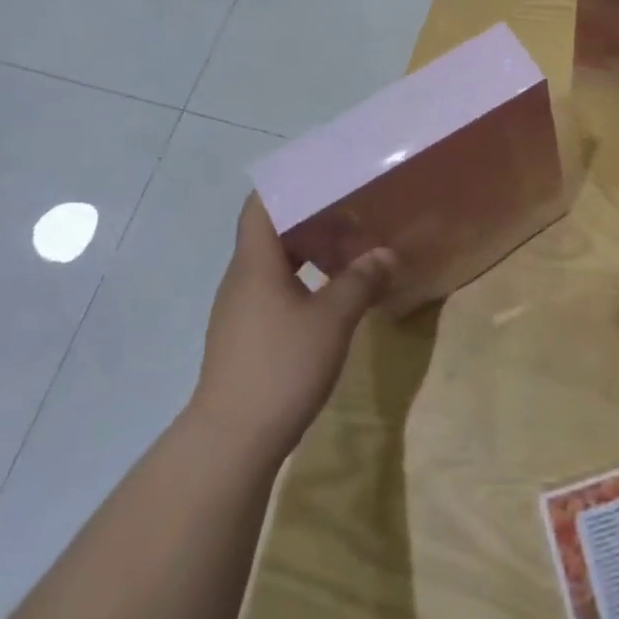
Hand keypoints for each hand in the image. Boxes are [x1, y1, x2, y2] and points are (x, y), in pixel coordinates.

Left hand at [189, 193, 396, 454]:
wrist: (232, 439)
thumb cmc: (282, 366)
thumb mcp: (333, 318)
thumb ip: (361, 280)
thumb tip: (385, 253)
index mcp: (256, 263)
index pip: (262, 205)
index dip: (290, 186)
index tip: (328, 179)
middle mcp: (243, 278)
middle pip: (275, 232)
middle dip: (317, 223)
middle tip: (357, 221)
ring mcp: (241, 308)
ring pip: (278, 264)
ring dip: (314, 254)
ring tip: (353, 258)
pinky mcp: (247, 335)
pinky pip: (277, 290)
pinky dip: (306, 281)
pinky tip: (334, 297)